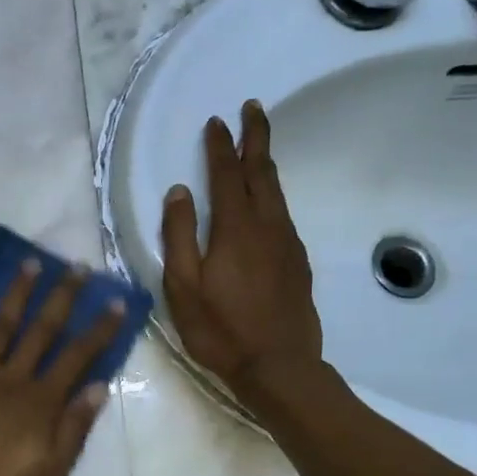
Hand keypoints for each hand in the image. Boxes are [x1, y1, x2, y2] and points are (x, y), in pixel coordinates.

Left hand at [0, 261, 124, 475]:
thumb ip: (74, 429)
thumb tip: (99, 386)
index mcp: (40, 403)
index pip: (78, 357)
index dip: (99, 329)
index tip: (116, 301)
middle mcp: (10, 379)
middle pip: (42, 330)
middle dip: (62, 297)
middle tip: (76, 266)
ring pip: (0, 325)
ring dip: (17, 293)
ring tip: (30, 263)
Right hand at [161, 99, 323, 392]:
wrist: (279, 366)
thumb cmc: (220, 330)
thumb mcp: (183, 286)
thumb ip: (179, 236)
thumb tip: (179, 192)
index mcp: (236, 229)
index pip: (227, 175)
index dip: (221, 146)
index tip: (217, 121)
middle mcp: (268, 226)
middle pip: (262, 172)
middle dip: (256, 138)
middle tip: (253, 109)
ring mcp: (287, 243)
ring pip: (277, 192)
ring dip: (265, 164)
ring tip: (256, 148)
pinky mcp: (297, 262)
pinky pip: (283, 214)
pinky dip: (272, 194)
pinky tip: (265, 202)